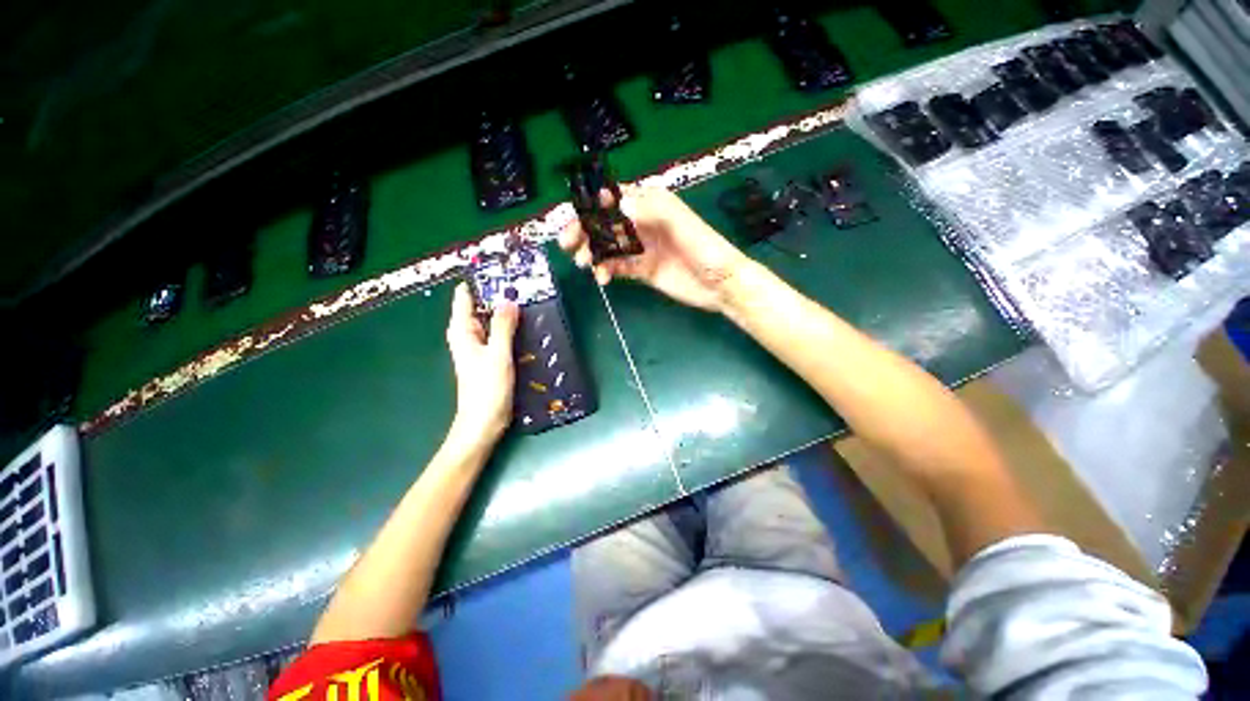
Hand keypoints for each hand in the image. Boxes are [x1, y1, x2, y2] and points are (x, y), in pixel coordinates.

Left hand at [445, 283, 519, 444]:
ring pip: (492, 321)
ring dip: (507, 312)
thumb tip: (509, 300)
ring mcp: (480, 347)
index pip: (465, 297)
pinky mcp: (491, 357)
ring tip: (530, 299)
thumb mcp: (497, 355)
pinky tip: (527, 325)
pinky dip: (511, 328)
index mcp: (462, 331)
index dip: (481, 282)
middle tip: (524, 283)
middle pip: (481, 307)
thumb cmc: (487, 389)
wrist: (484, 422)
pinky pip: (500, 335)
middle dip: (499, 295)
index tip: (502, 271)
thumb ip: (503, 327)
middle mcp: (468, 335)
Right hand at [559, 186, 747, 312]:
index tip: (576, 219)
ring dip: (593, 253)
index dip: (593, 206)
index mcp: (651, 205)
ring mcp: (642, 248)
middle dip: (585, 231)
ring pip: (608, 246)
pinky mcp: (643, 269)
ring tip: (585, 265)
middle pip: (606, 223)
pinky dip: (606, 270)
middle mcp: (643, 224)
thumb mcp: (682, 224)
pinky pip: (618, 266)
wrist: (720, 285)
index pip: (614, 198)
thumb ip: (652, 211)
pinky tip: (602, 278)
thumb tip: (617, 204)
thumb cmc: (705, 249)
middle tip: (568, 245)